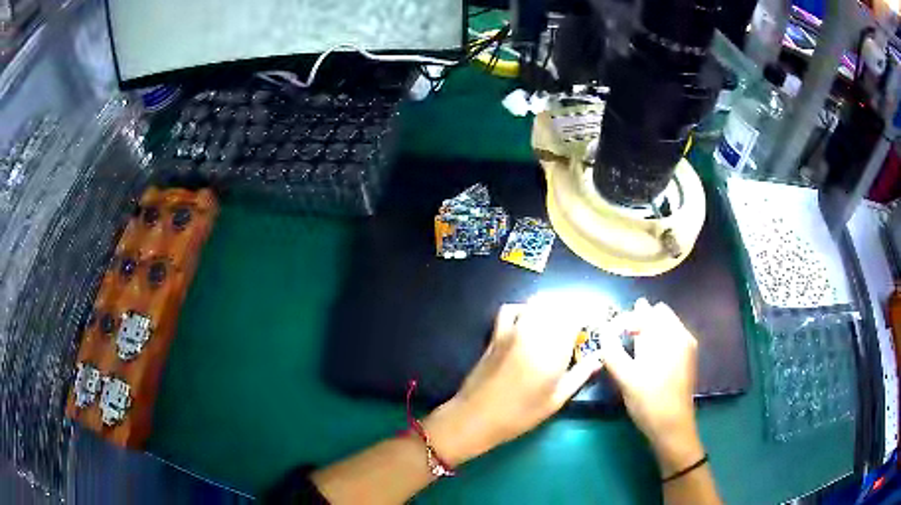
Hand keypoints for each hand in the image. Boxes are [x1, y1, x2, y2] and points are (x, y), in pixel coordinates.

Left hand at [424, 298, 602, 465]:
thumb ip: (580, 374)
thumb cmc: (521, 414)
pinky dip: (525, 308)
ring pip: (537, 302)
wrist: (476, 416)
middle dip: (572, 308)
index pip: (575, 316)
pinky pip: (512, 309)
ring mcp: (512, 330)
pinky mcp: (496, 333)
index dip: (587, 315)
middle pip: (558, 304)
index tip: (593, 324)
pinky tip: (530, 320)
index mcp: (552, 349)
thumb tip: (598, 358)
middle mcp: (534, 332)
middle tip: (580, 323)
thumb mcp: (556, 399)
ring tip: (560, 320)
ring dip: (552, 306)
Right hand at [599, 299, 702, 474]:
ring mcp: (687, 346)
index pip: (644, 313)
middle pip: (657, 314)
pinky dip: (657, 340)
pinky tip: (646, 358)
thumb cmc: (649, 402)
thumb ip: (612, 350)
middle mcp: (681, 334)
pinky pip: (671, 337)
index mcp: (669, 335)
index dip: (625, 320)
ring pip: (665, 325)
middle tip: (621, 341)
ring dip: (647, 331)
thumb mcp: (625, 377)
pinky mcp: (687, 358)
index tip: (610, 334)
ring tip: (631, 350)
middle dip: (638, 322)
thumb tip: (603, 330)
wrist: (673, 428)